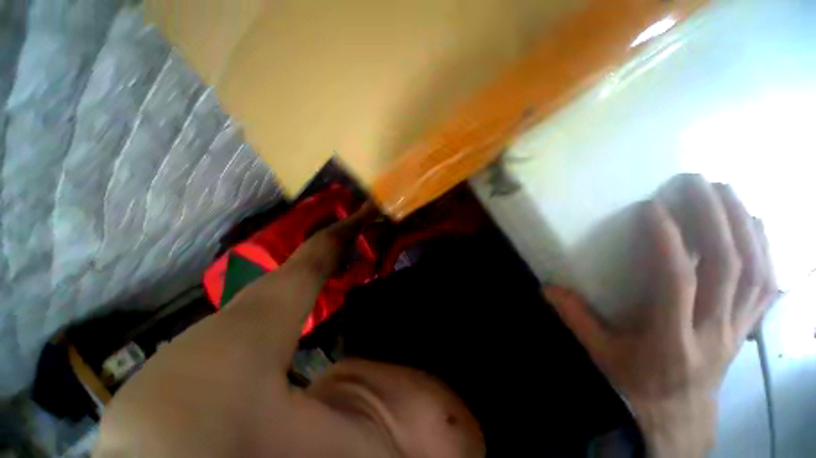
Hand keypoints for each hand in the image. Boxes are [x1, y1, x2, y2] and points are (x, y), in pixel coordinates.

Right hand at [544, 175, 776, 456]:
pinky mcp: (748, 328)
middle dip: (714, 219)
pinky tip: (755, 226)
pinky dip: (767, 250)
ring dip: (744, 226)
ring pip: (755, 272)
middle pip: (727, 269)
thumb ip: (576, 319)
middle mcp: (713, 331)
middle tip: (696, 182)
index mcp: (671, 341)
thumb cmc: (636, 386)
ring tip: (726, 191)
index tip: (652, 207)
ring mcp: (738, 329)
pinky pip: (767, 286)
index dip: (667, 242)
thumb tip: (547, 288)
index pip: (676, 283)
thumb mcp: (601, 356)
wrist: (679, 419)